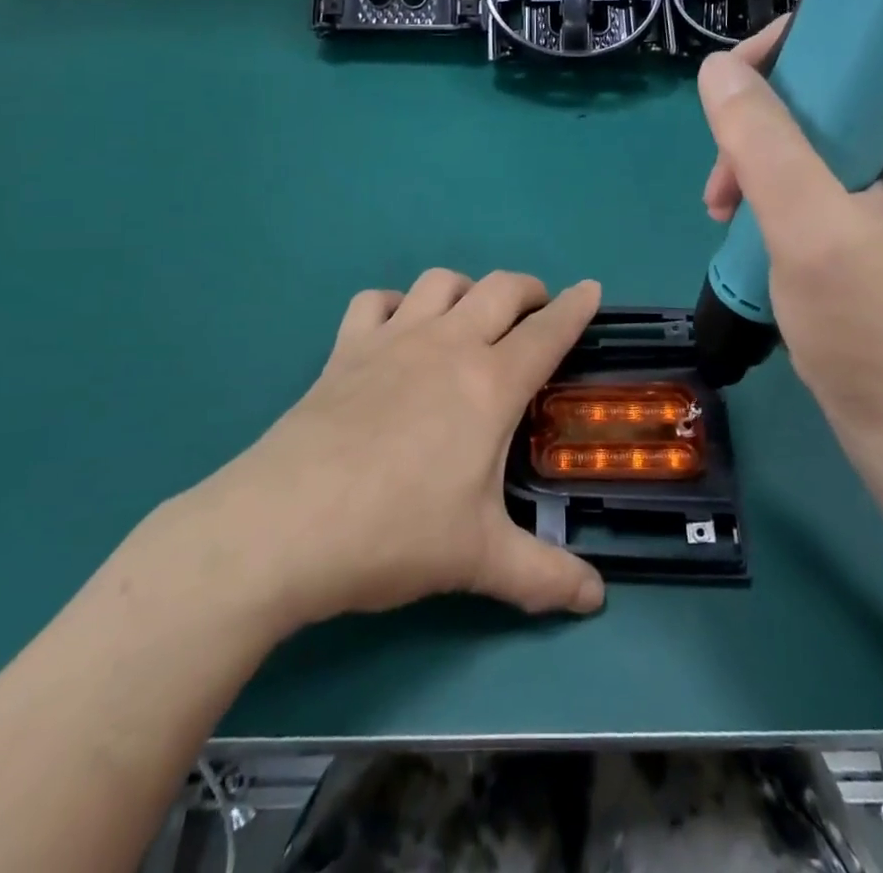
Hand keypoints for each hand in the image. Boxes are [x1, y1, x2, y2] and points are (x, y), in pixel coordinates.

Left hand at [184, 270, 606, 634]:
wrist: (285, 526)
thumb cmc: (395, 534)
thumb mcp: (480, 561)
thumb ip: (545, 577)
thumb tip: (597, 600)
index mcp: (491, 383)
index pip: (548, 331)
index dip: (576, 307)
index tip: (592, 289)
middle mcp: (447, 345)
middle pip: (500, 288)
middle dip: (529, 289)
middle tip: (538, 311)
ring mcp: (392, 340)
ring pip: (440, 281)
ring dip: (466, 288)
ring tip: (471, 316)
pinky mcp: (345, 349)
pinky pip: (374, 301)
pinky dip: (394, 303)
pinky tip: (396, 329)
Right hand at [698, 41, 882, 445]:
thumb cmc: (865, 324)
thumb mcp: (810, 229)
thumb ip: (764, 144)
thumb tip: (716, 68)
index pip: (870, 46)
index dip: (801, 48)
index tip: (741, 84)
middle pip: (830, 84)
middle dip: (764, 117)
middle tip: (725, 165)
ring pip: (808, 123)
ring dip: (755, 152)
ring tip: (721, 202)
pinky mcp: (866, 202)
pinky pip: (805, 160)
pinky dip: (765, 178)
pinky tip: (735, 211)